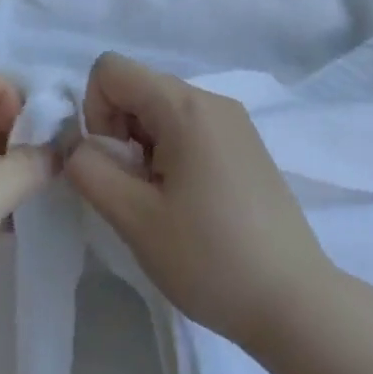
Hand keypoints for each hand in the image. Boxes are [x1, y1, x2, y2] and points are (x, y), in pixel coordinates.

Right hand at [64, 52, 330, 351]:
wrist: (296, 304)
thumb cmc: (210, 258)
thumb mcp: (134, 218)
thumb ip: (89, 169)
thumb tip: (75, 144)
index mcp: (184, 105)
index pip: (110, 69)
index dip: (95, 111)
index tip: (116, 164)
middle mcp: (211, 99)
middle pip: (138, 87)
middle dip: (119, 131)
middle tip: (137, 190)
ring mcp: (234, 120)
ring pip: (161, 108)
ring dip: (144, 145)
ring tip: (164, 202)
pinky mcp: (246, 144)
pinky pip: (189, 126)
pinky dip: (172, 152)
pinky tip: (190, 203)